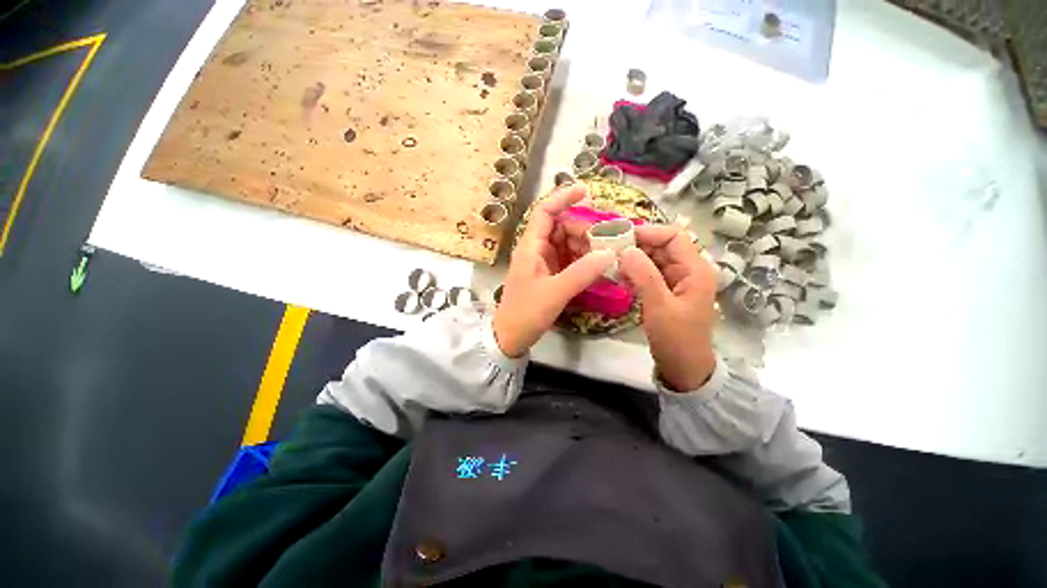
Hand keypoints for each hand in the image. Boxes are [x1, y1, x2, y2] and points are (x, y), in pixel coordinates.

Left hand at [493, 185, 616, 357]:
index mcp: (531, 247)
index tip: (586, 191)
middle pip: (561, 227)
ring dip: (586, 245)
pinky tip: (598, 265)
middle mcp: (537, 249)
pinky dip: (583, 259)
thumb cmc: (526, 313)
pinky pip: (570, 259)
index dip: (563, 198)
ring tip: (606, 253)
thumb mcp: (554, 293)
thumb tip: (610, 253)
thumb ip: (581, 273)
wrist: (511, 337)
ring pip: (567, 243)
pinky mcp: (550, 274)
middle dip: (584, 228)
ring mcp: (544, 262)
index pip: (545, 212)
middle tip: (607, 238)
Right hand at [619, 225, 717, 391]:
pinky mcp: (666, 291)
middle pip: (662, 246)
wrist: (683, 367)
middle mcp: (687, 270)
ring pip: (653, 259)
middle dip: (637, 245)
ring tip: (611, 264)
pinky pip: (649, 273)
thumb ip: (644, 276)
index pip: (674, 236)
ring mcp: (676, 281)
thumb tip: (626, 250)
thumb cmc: (676, 338)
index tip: (621, 238)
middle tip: (610, 251)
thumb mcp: (659, 306)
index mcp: (695, 269)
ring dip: (633, 259)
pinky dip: (634, 272)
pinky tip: (619, 277)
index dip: (649, 232)